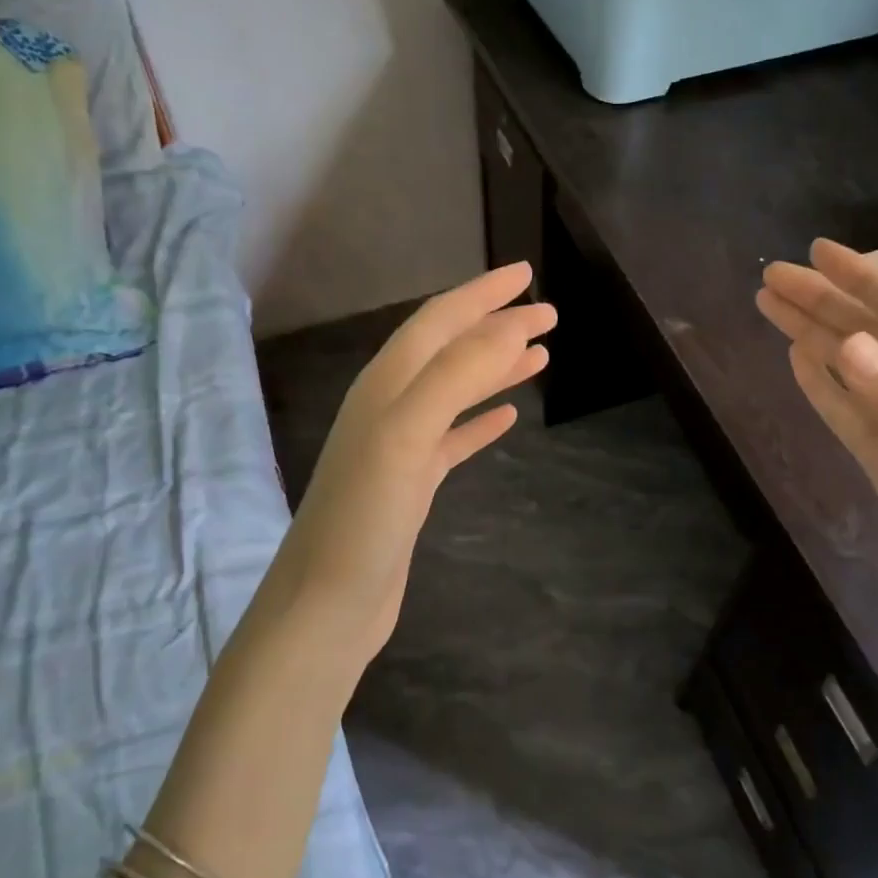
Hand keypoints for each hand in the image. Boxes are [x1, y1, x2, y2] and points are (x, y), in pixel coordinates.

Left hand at [262, 262, 553, 667]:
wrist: (329, 603)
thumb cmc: (364, 516)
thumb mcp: (407, 434)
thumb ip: (454, 375)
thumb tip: (507, 326)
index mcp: (386, 384)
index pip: (439, 321)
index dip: (482, 294)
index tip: (526, 274)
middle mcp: (389, 405)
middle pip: (450, 350)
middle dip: (496, 326)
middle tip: (548, 315)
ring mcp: (400, 445)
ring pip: (455, 391)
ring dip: (495, 368)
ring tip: (539, 356)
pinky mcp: (411, 483)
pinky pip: (453, 437)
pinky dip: (481, 420)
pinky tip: (509, 418)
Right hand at [757, 240, 877, 663]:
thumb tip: (846, 344)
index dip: (863, 278)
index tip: (816, 252)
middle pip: (871, 333)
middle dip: (823, 301)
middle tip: (770, 276)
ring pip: (852, 367)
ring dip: (812, 335)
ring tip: (770, 306)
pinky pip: (846, 409)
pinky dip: (821, 383)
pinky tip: (797, 359)